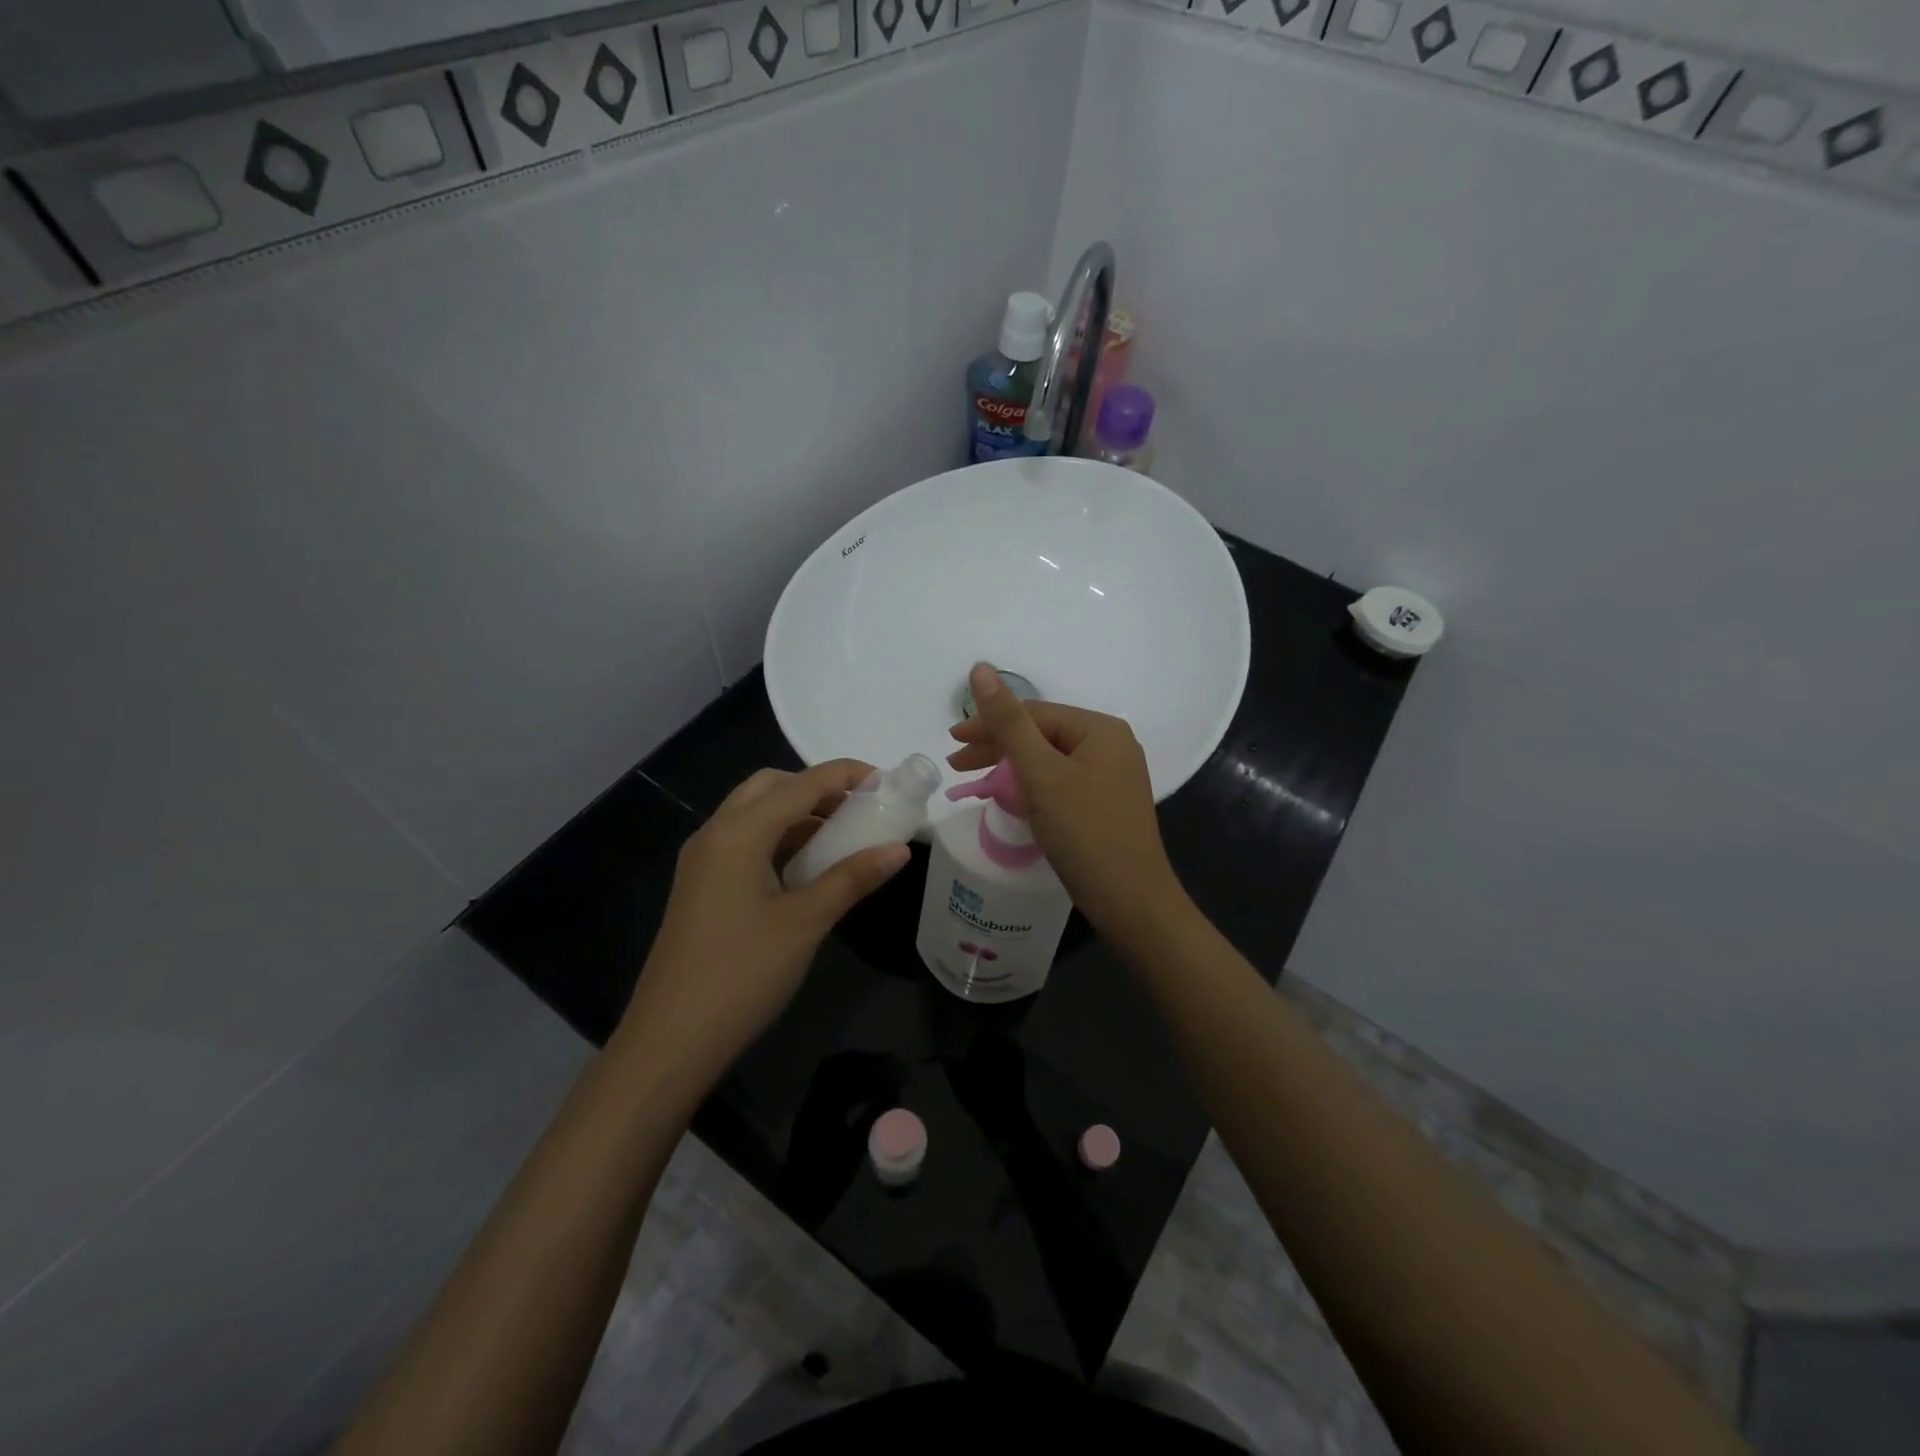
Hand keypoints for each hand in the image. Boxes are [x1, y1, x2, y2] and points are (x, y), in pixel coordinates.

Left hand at [624, 760, 909, 1086]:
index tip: (886, 780)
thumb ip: (852, 878)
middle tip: (859, 808)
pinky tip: (806, 866)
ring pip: (754, 814)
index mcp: (737, 834)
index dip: (844, 775)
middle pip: (769, 787)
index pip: (800, 785)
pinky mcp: (700, 886)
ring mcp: (702, 861)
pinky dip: (778, 838)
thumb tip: (899, 849)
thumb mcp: (805, 922)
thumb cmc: (741, 974)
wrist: (671, 1041)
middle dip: (816, 788)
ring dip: (796, 813)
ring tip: (841, 835)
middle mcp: (714, 834)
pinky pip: (743, 841)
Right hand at [948, 664, 1184, 940]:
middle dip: (997, 747)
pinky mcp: (1106, 803)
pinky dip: (1032, 786)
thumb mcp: (1041, 774)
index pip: (1034, 714)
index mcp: (1100, 729)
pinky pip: (1061, 782)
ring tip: (975, 782)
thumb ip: (1008, 722)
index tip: (951, 742)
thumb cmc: (1085, 833)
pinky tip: (1012, 797)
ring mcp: (1112, 776)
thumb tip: (980, 668)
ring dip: (1010, 767)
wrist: (1132, 902)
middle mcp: (1111, 745)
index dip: (989, 724)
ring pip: (1049, 760)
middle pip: (1042, 735)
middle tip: (957, 765)